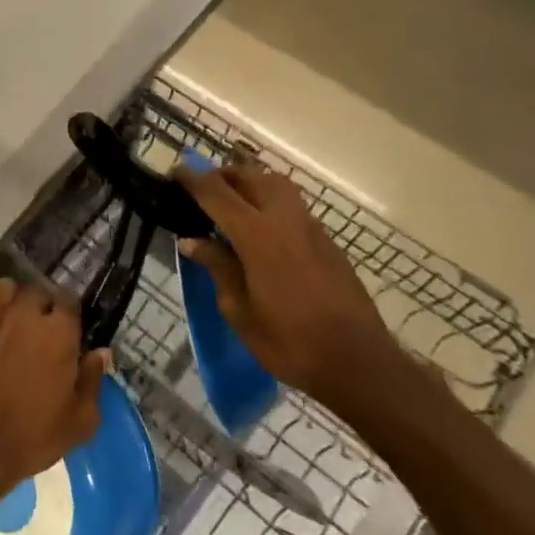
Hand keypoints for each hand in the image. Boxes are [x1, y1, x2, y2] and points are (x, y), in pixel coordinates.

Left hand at [0, 279, 110, 512]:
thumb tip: (101, 352)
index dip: (72, 315)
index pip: (70, 301)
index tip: (73, 332)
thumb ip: (93, 380)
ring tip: (18, 322)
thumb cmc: (34, 435)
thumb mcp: (80, 420)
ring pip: (7, 289)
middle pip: (38, 292)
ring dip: (15, 299)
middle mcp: (26, 316)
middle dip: (44, 306)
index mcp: (58, 333)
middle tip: (46, 331)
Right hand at [173, 161, 407, 413]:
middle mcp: (285, 221)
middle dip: (222, 176)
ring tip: (231, 204)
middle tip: (201, 190)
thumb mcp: (239, 310)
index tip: (174, 172)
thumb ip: (217, 267)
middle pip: (250, 177)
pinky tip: (260, 230)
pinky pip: (293, 206)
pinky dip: (270, 202)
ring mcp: (311, 229)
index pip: (216, 193)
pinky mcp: (328, 242)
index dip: (192, 180)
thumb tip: (192, 241)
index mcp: (257, 236)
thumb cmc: (289, 342)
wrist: (359, 363)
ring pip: (276, 185)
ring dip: (250, 183)